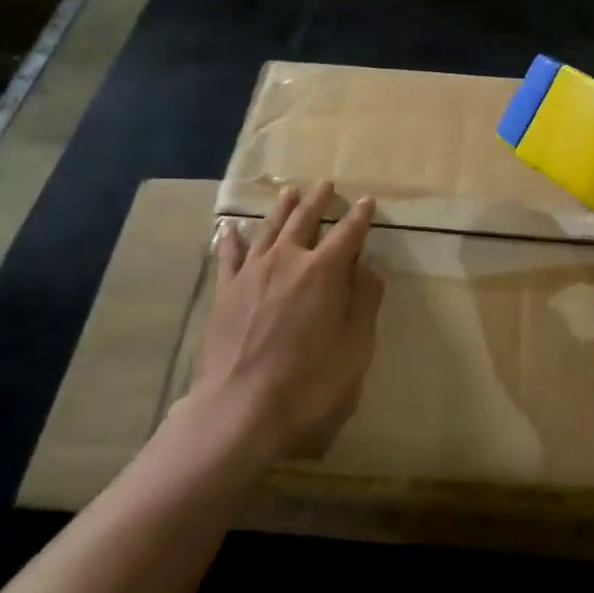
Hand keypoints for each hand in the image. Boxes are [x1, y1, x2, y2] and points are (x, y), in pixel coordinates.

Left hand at [192, 181, 383, 460]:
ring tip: (291, 192)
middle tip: (326, 184)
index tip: (367, 201)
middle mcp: (288, 260)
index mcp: (325, 271)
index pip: (348, 233)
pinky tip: (232, 228)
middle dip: (319, 201)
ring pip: (270, 229)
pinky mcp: (225, 292)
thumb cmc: (309, 381)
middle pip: (305, 220)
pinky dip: (233, 239)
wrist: (240, 408)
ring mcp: (252, 273)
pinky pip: (230, 256)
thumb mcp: (356, 346)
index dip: (360, 216)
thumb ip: (365, 301)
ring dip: (283, 208)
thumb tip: (368, 267)